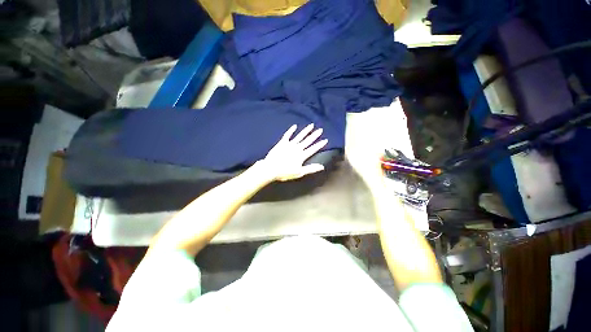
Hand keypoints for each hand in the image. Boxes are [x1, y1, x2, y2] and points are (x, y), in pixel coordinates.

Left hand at [260, 124, 327, 181]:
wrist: (271, 168)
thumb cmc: (285, 172)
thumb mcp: (299, 173)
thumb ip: (311, 169)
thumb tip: (322, 166)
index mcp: (302, 156)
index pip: (313, 149)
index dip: (319, 145)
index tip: (325, 140)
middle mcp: (297, 148)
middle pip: (307, 141)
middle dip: (314, 135)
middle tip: (320, 129)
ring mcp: (289, 144)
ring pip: (299, 136)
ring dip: (305, 131)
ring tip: (311, 125)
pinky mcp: (282, 143)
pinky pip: (287, 135)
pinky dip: (291, 130)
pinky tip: (294, 126)